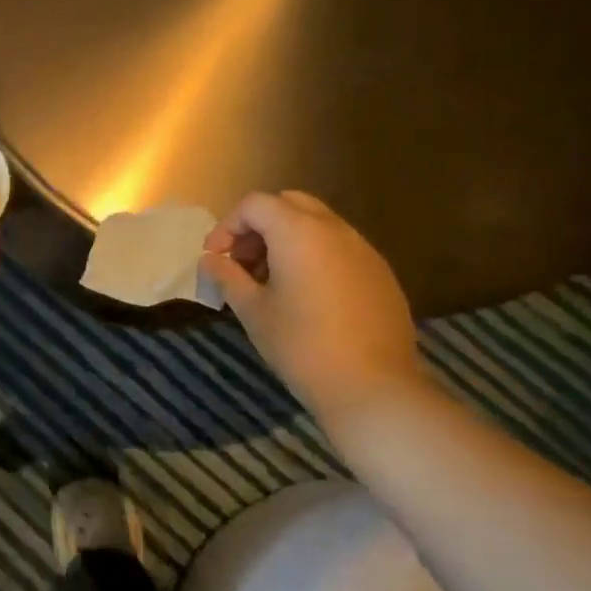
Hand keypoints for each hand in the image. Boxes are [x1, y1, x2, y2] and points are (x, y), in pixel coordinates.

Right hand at [202, 191, 420, 418]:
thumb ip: (227, 277)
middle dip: (258, 227)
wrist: (372, 387)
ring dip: (286, 240)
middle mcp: (334, 229)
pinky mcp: (380, 272)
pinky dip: (313, 256)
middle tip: (243, 263)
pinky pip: (339, 247)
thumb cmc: (301, 345)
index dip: (227, 226)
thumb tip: (210, 261)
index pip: (254, 204)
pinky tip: (306, 296)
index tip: (215, 260)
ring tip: (271, 282)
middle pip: (288, 204)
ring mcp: (363, 249)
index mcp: (298, 231)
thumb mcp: (252, 311)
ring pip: (316, 224)